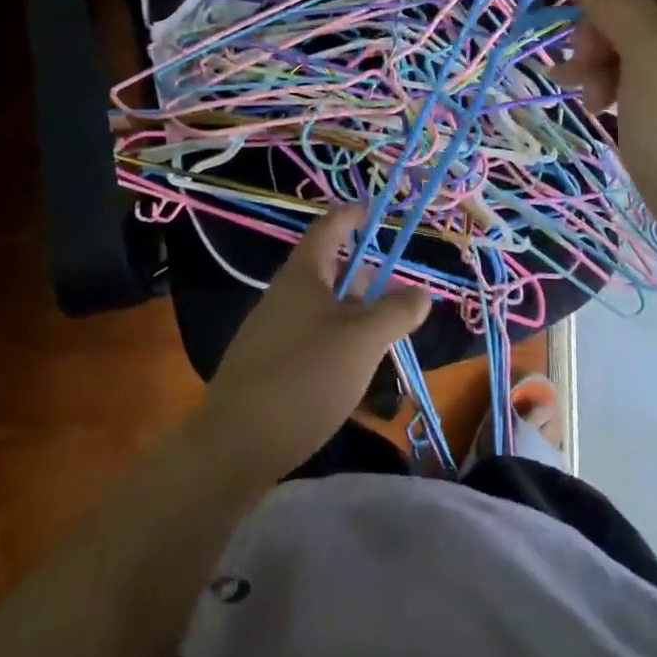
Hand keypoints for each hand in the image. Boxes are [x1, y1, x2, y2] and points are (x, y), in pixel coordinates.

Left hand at [197, 205, 431, 481]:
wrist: (235, 445)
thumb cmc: (305, 376)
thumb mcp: (363, 340)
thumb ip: (396, 312)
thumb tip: (421, 293)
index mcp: (303, 275)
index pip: (329, 227)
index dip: (352, 215)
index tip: (374, 211)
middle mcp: (283, 295)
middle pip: (328, 270)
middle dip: (364, 278)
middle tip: (397, 297)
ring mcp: (271, 330)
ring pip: (321, 308)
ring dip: (353, 314)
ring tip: (383, 339)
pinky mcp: (267, 365)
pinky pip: (309, 337)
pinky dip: (336, 341)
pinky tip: (351, 372)